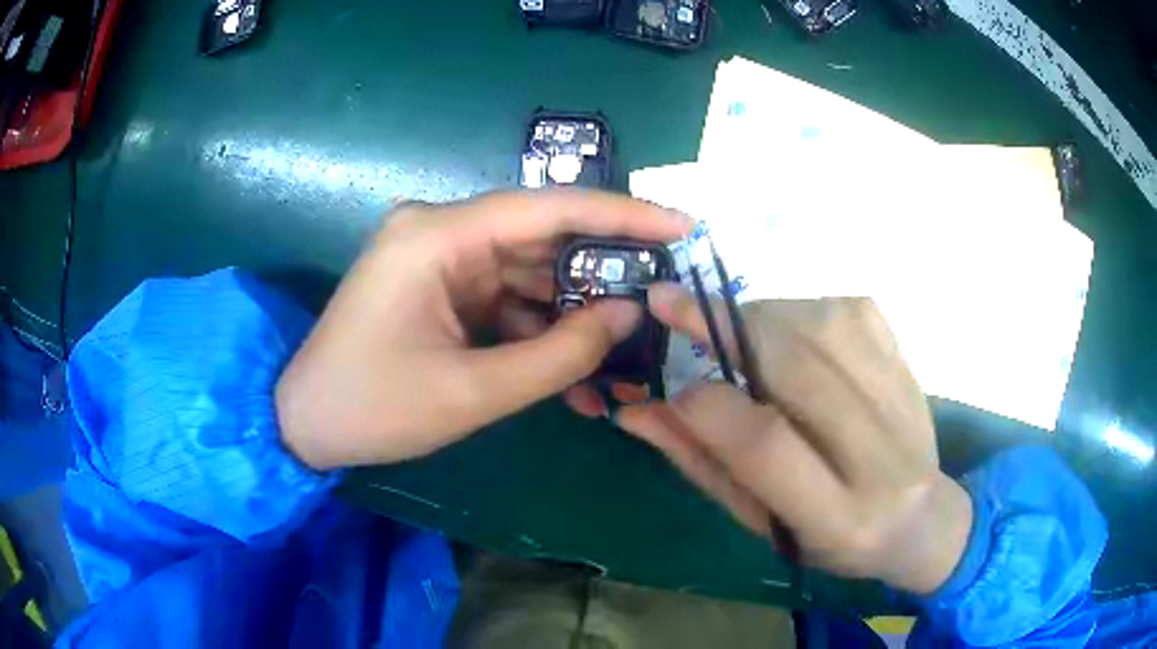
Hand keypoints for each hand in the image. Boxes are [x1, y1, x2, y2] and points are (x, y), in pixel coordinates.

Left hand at [276, 190, 690, 469]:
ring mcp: (438, 258)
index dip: (623, 215)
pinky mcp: (439, 286)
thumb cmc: (372, 408)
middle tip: (661, 304)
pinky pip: (504, 298)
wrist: (304, 424)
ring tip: (622, 356)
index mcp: (437, 237)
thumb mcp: (471, 392)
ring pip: (528, 273)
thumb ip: (558, 355)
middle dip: (602, 276)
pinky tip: (570, 370)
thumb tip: (626, 315)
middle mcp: (440, 231)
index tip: (682, 226)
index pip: (548, 208)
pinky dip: (538, 331)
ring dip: (571, 316)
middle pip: (542, 240)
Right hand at [618, 285, 972, 594]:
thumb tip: (637, 410)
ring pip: (822, 326)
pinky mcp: (907, 361)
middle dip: (725, 327)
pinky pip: (849, 309)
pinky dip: (803, 306)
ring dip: (760, 312)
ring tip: (730, 326)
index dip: (709, 406)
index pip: (766, 446)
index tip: (672, 387)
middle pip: (799, 368)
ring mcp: (901, 401)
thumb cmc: (829, 536)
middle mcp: (879, 456)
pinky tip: (788, 330)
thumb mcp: (761, 522)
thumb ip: (703, 465)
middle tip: (672, 303)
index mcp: (835, 518)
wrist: (918, 518)